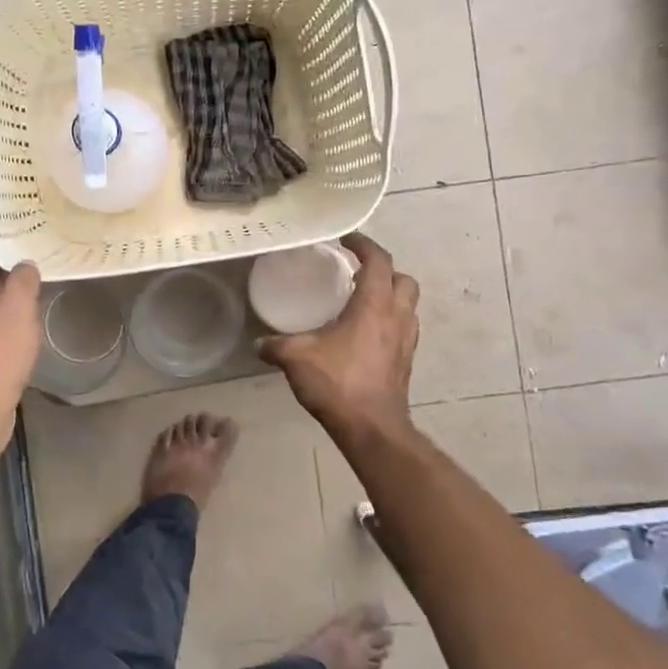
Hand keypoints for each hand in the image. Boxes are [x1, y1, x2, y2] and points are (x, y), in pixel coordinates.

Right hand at [258, 233, 418, 441]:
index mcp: (373, 305)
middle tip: (357, 273)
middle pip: (403, 279)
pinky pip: (404, 328)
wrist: (372, 428)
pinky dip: (391, 321)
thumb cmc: (338, 383)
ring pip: (408, 305)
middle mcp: (396, 317)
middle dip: (384, 270)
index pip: (378, 261)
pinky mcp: (406, 361)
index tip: (347, 240)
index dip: (364, 245)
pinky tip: (367, 334)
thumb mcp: (297, 358)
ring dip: (391, 295)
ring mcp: (405, 340)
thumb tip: (259, 343)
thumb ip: (275, 346)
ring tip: (363, 301)